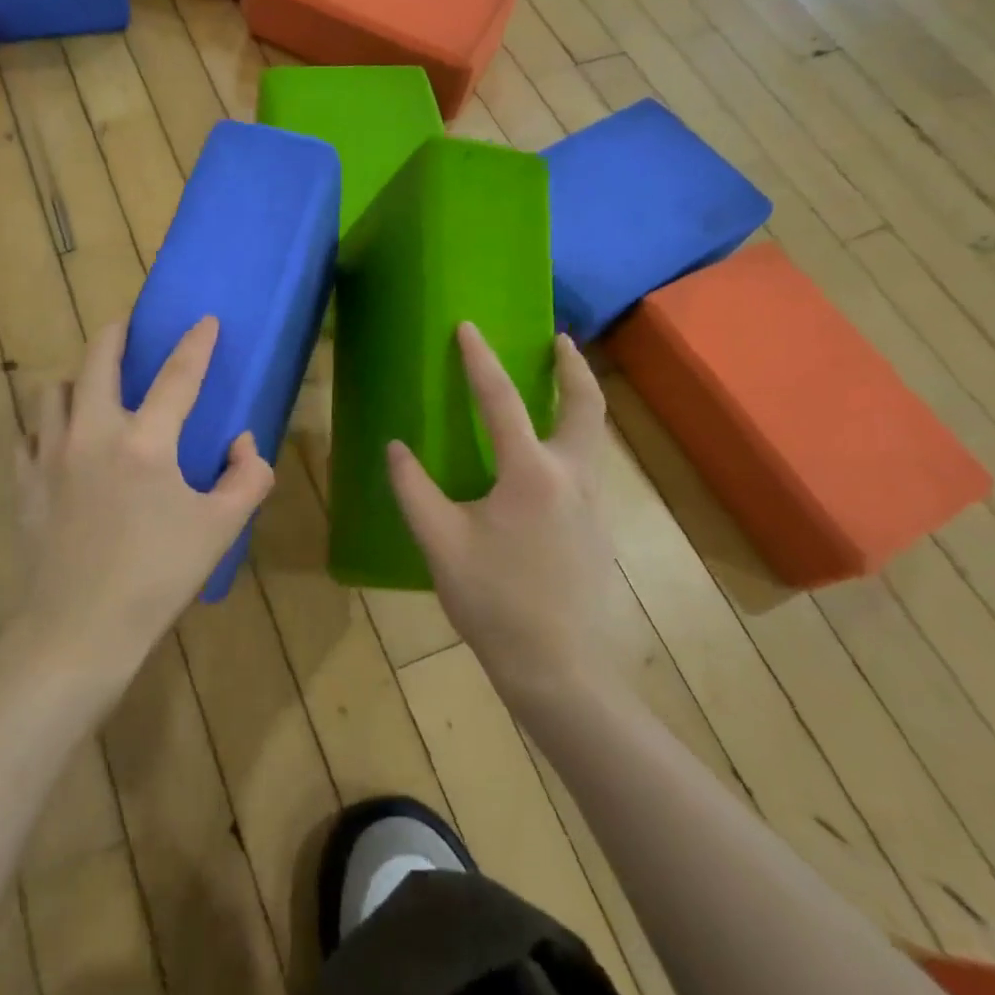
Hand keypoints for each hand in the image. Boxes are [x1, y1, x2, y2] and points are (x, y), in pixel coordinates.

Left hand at [17, 316, 275, 674]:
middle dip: (116, 333)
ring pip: (56, 391)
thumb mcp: (221, 529)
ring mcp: (51, 456)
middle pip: (98, 360)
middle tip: (128, 329)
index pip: (177, 376)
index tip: (204, 319)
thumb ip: (247, 478)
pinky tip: (62, 443)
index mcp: (145, 443)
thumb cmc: (158, 577)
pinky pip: (30, 435)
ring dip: (79, 380)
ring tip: (95, 391)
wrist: (80, 629)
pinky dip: (48, 427)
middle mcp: (93, 433)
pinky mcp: (26, 482)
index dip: (196, 344)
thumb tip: (244, 443)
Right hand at [386, 324, 620, 694]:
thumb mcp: (440, 544)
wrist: (559, 667)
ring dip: (577, 401)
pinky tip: (547, 459)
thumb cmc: (494, 602)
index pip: (502, 401)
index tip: (468, 327)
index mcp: (530, 474)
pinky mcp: (598, 528)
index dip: (481, 360)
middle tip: (560, 340)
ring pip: (593, 436)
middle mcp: (571, 477)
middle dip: (573, 368)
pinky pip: (588, 465)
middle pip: (584, 406)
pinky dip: (573, 438)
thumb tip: (396, 448)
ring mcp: (593, 503)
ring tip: (556, 386)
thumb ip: (414, 490)